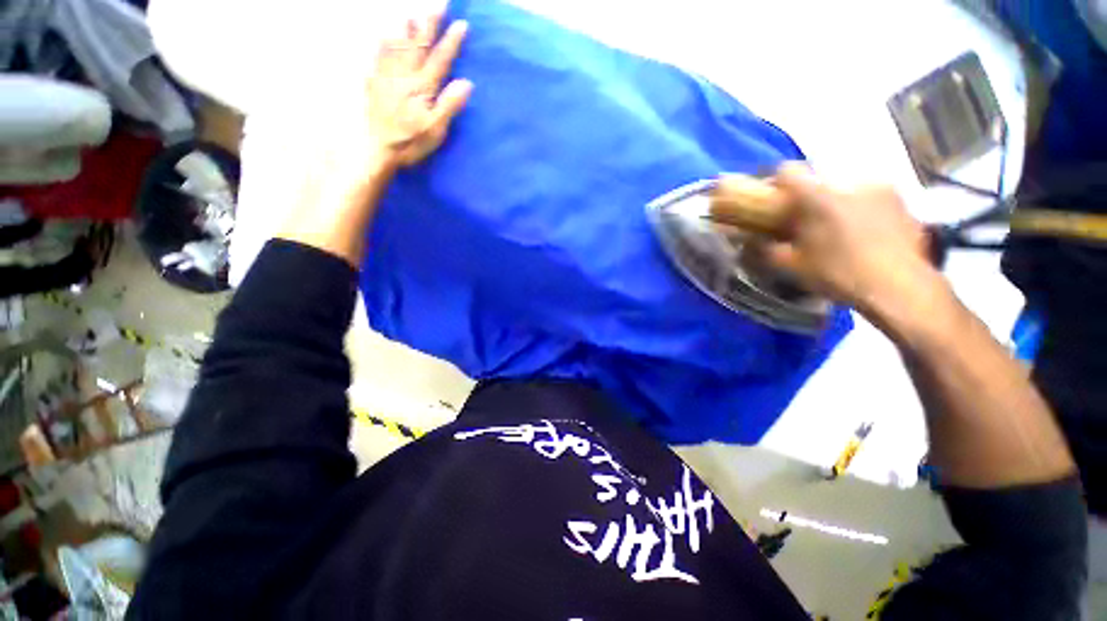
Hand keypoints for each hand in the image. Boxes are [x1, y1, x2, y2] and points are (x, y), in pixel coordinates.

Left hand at [365, 14, 472, 170]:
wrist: (379, 149)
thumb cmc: (411, 142)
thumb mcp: (436, 130)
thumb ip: (449, 105)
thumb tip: (466, 83)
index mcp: (422, 88)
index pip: (440, 59)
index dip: (451, 42)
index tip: (461, 24)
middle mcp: (405, 76)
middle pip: (418, 45)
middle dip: (429, 24)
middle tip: (438, 6)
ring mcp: (387, 77)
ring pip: (397, 46)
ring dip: (406, 29)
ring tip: (411, 15)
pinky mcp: (375, 84)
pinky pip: (378, 57)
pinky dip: (382, 45)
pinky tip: (383, 36)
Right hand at [762, 164, 940, 317]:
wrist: (899, 287)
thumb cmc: (838, 273)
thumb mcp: (791, 266)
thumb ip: (766, 248)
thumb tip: (750, 240)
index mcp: (818, 195)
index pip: (788, 170)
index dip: (776, 182)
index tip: (774, 199)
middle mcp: (849, 182)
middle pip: (819, 179)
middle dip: (809, 196)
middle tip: (807, 220)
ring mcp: (881, 188)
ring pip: (847, 187)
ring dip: (837, 201)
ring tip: (839, 228)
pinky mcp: (903, 200)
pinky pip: (873, 196)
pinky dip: (863, 208)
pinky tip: (865, 233)